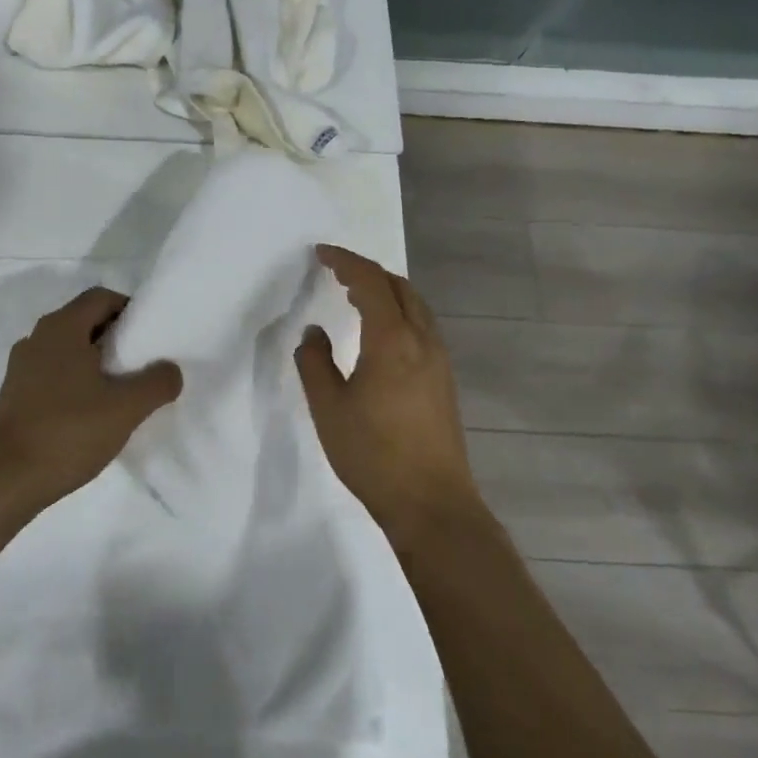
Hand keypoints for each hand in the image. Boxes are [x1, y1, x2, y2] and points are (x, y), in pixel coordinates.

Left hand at [0, 286, 182, 507]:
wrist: (4, 480)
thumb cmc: (67, 432)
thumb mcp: (125, 408)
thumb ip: (156, 383)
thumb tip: (170, 369)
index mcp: (62, 327)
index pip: (101, 297)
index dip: (129, 309)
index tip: (150, 335)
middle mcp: (37, 337)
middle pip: (84, 321)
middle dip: (115, 337)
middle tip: (141, 363)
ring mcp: (22, 366)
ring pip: (67, 349)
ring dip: (95, 361)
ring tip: (120, 391)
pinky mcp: (14, 394)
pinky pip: (52, 372)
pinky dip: (75, 381)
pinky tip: (90, 412)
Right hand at [295, 245, 480, 534]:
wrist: (432, 504)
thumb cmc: (373, 454)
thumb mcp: (328, 408)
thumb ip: (315, 363)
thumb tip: (314, 332)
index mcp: (392, 340)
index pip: (370, 282)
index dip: (345, 262)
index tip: (321, 253)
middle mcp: (422, 340)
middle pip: (399, 286)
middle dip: (367, 271)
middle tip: (336, 271)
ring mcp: (439, 360)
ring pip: (415, 305)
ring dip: (386, 290)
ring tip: (356, 295)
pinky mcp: (444, 380)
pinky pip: (422, 325)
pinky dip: (399, 311)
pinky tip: (381, 332)